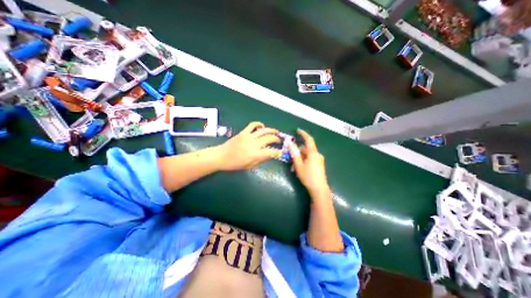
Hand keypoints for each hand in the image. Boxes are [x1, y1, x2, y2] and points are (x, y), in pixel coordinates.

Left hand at [215, 122, 281, 170]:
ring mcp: (248, 136)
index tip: (281, 152)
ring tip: (276, 131)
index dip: (278, 152)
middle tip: (279, 141)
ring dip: (271, 130)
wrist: (221, 156)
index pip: (271, 152)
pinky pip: (252, 125)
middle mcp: (254, 144)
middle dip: (277, 139)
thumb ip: (261, 160)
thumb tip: (270, 155)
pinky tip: (262, 126)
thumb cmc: (234, 164)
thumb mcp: (249, 166)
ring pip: (263, 130)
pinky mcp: (243, 132)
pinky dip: (259, 124)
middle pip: (269, 138)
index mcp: (255, 154)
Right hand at [290, 129, 328, 196]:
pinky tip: (299, 167)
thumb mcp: (299, 165)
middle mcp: (317, 155)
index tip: (298, 130)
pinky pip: (310, 159)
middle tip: (290, 154)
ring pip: (307, 154)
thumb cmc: (308, 176)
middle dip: (298, 150)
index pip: (309, 140)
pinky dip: (304, 160)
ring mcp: (319, 160)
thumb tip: (290, 144)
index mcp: (313, 153)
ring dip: (300, 156)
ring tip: (293, 164)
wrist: (319, 189)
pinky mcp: (319, 165)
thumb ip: (294, 154)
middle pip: (306, 148)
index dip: (303, 134)